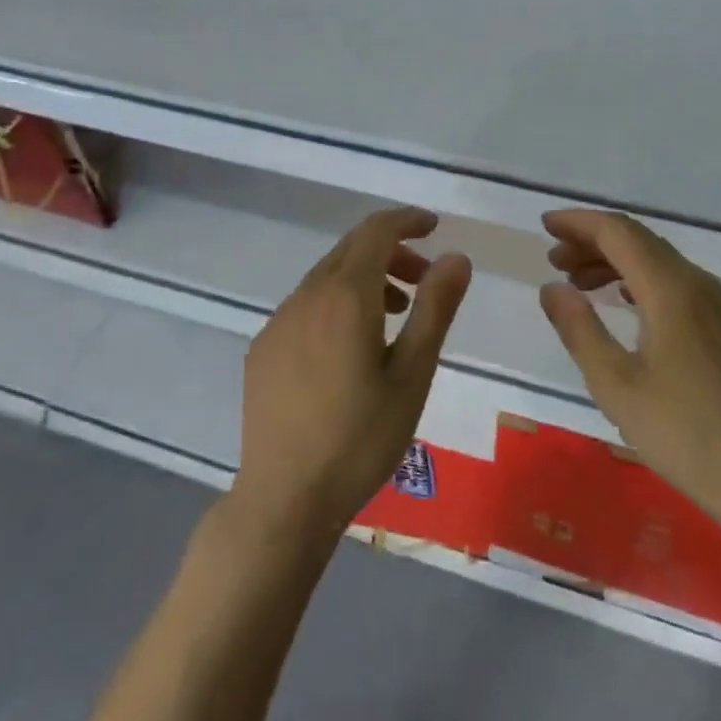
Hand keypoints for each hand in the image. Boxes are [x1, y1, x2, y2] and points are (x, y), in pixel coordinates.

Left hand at [229, 207, 471, 543]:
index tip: (435, 227)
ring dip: (366, 279)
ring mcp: (279, 321)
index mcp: (345, 295)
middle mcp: (306, 295)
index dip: (407, 221)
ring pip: (327, 277)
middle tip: (425, 280)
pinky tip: (351, 348)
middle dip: (392, 252)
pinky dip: (337, 304)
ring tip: (397, 315)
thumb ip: (435, 308)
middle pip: (351, 249)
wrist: (284, 499)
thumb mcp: (412, 374)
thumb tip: (456, 257)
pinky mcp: (264, 347)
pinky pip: (306, 305)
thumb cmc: (360, 439)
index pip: (376, 231)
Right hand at [540, 210, 720, 539]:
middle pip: (640, 241)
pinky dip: (641, 280)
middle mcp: (698, 285)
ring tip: (578, 282)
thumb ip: (579, 329)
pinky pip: (677, 284)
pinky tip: (625, 303)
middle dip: (593, 241)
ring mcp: (719, 306)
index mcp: (671, 290)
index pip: (619, 233)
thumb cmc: (685, 434)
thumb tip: (551, 287)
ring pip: (660, 262)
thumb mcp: (616, 384)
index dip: (579, 223)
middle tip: (554, 258)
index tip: (545, 225)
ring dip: (615, 262)